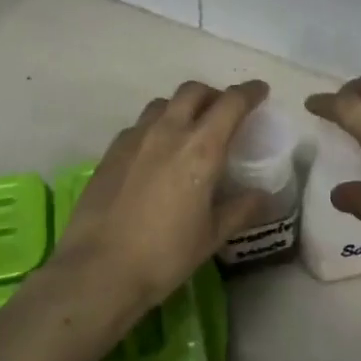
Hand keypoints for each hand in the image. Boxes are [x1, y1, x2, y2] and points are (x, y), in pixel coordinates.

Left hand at [49, 80, 272, 316]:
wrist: (98, 269)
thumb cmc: (164, 255)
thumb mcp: (211, 236)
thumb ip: (240, 209)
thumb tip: (262, 195)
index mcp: (201, 149)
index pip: (231, 103)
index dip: (249, 92)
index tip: (260, 91)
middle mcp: (168, 132)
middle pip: (194, 91)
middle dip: (214, 94)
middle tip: (224, 112)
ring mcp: (135, 138)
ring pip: (163, 104)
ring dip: (182, 107)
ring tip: (189, 129)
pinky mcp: (111, 151)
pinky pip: (139, 125)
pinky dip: (156, 126)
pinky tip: (156, 152)